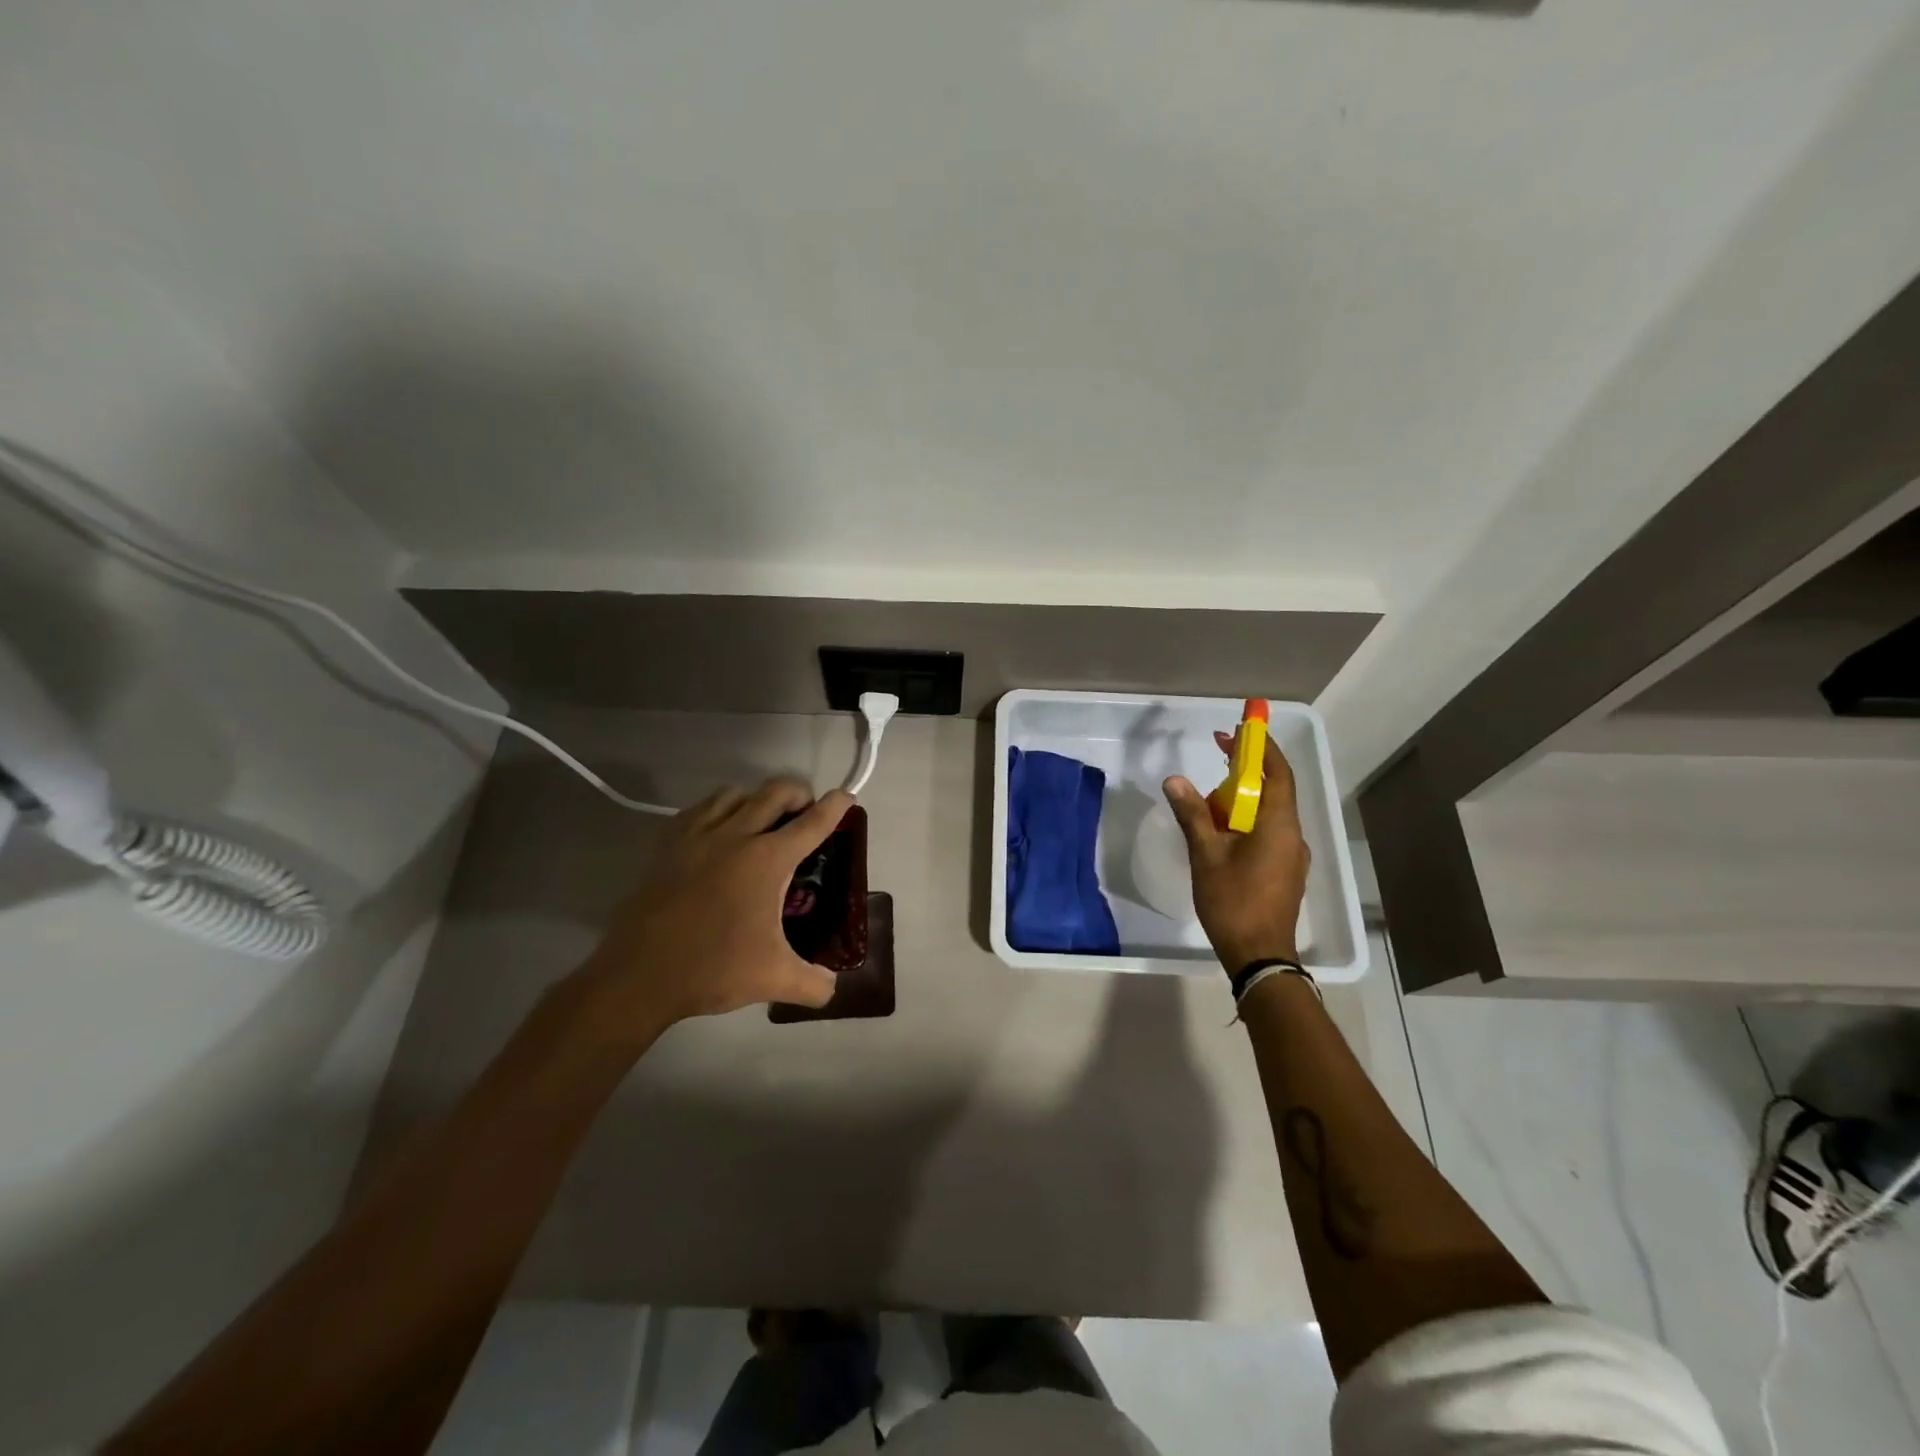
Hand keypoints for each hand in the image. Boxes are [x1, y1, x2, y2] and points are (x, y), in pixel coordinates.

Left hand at [577, 779, 849, 1033]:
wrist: (639, 975)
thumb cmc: (713, 968)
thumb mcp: (774, 980)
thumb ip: (814, 984)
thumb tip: (833, 987)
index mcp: (768, 860)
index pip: (812, 823)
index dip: (835, 807)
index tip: (846, 796)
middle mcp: (736, 835)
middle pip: (775, 792)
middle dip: (798, 793)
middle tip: (805, 811)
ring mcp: (698, 835)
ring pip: (735, 793)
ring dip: (756, 798)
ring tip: (762, 819)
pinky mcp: (668, 844)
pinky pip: (700, 808)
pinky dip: (718, 808)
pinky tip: (718, 830)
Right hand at [1163, 734, 1310, 972]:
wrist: (1260, 956)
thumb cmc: (1234, 902)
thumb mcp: (1206, 855)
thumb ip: (1192, 815)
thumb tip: (1175, 780)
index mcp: (1279, 824)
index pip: (1278, 772)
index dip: (1261, 747)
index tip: (1239, 728)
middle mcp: (1293, 835)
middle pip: (1274, 790)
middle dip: (1247, 768)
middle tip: (1219, 753)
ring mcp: (1292, 855)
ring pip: (1269, 813)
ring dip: (1244, 796)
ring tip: (1211, 794)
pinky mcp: (1285, 872)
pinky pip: (1268, 832)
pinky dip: (1247, 819)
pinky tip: (1222, 830)